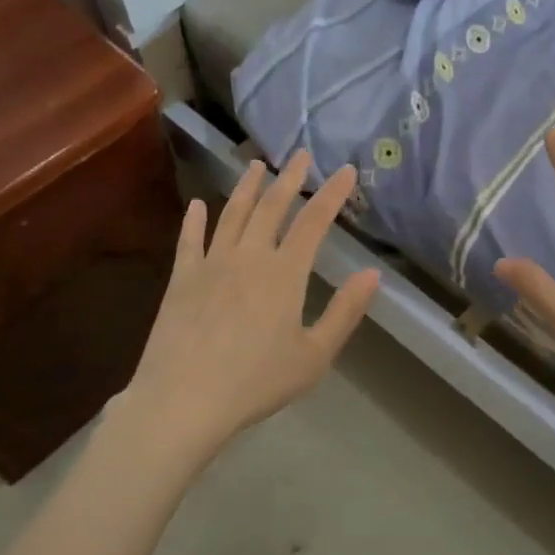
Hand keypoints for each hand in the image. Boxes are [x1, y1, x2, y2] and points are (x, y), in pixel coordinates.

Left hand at [115, 152, 379, 464]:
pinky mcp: (181, 279)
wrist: (184, 399)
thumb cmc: (256, 381)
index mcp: (284, 273)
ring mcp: (211, 264)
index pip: (314, 222)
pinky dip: (194, 220)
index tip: (346, 170)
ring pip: (232, 214)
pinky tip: (196, 205)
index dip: (332, 194)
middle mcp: (249, 257)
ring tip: (255, 164)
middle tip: (300, 154)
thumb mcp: (313, 355)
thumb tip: (372, 275)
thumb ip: (344, 312)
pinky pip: (189, 241)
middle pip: (271, 207)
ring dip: (246, 187)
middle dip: (289, 179)